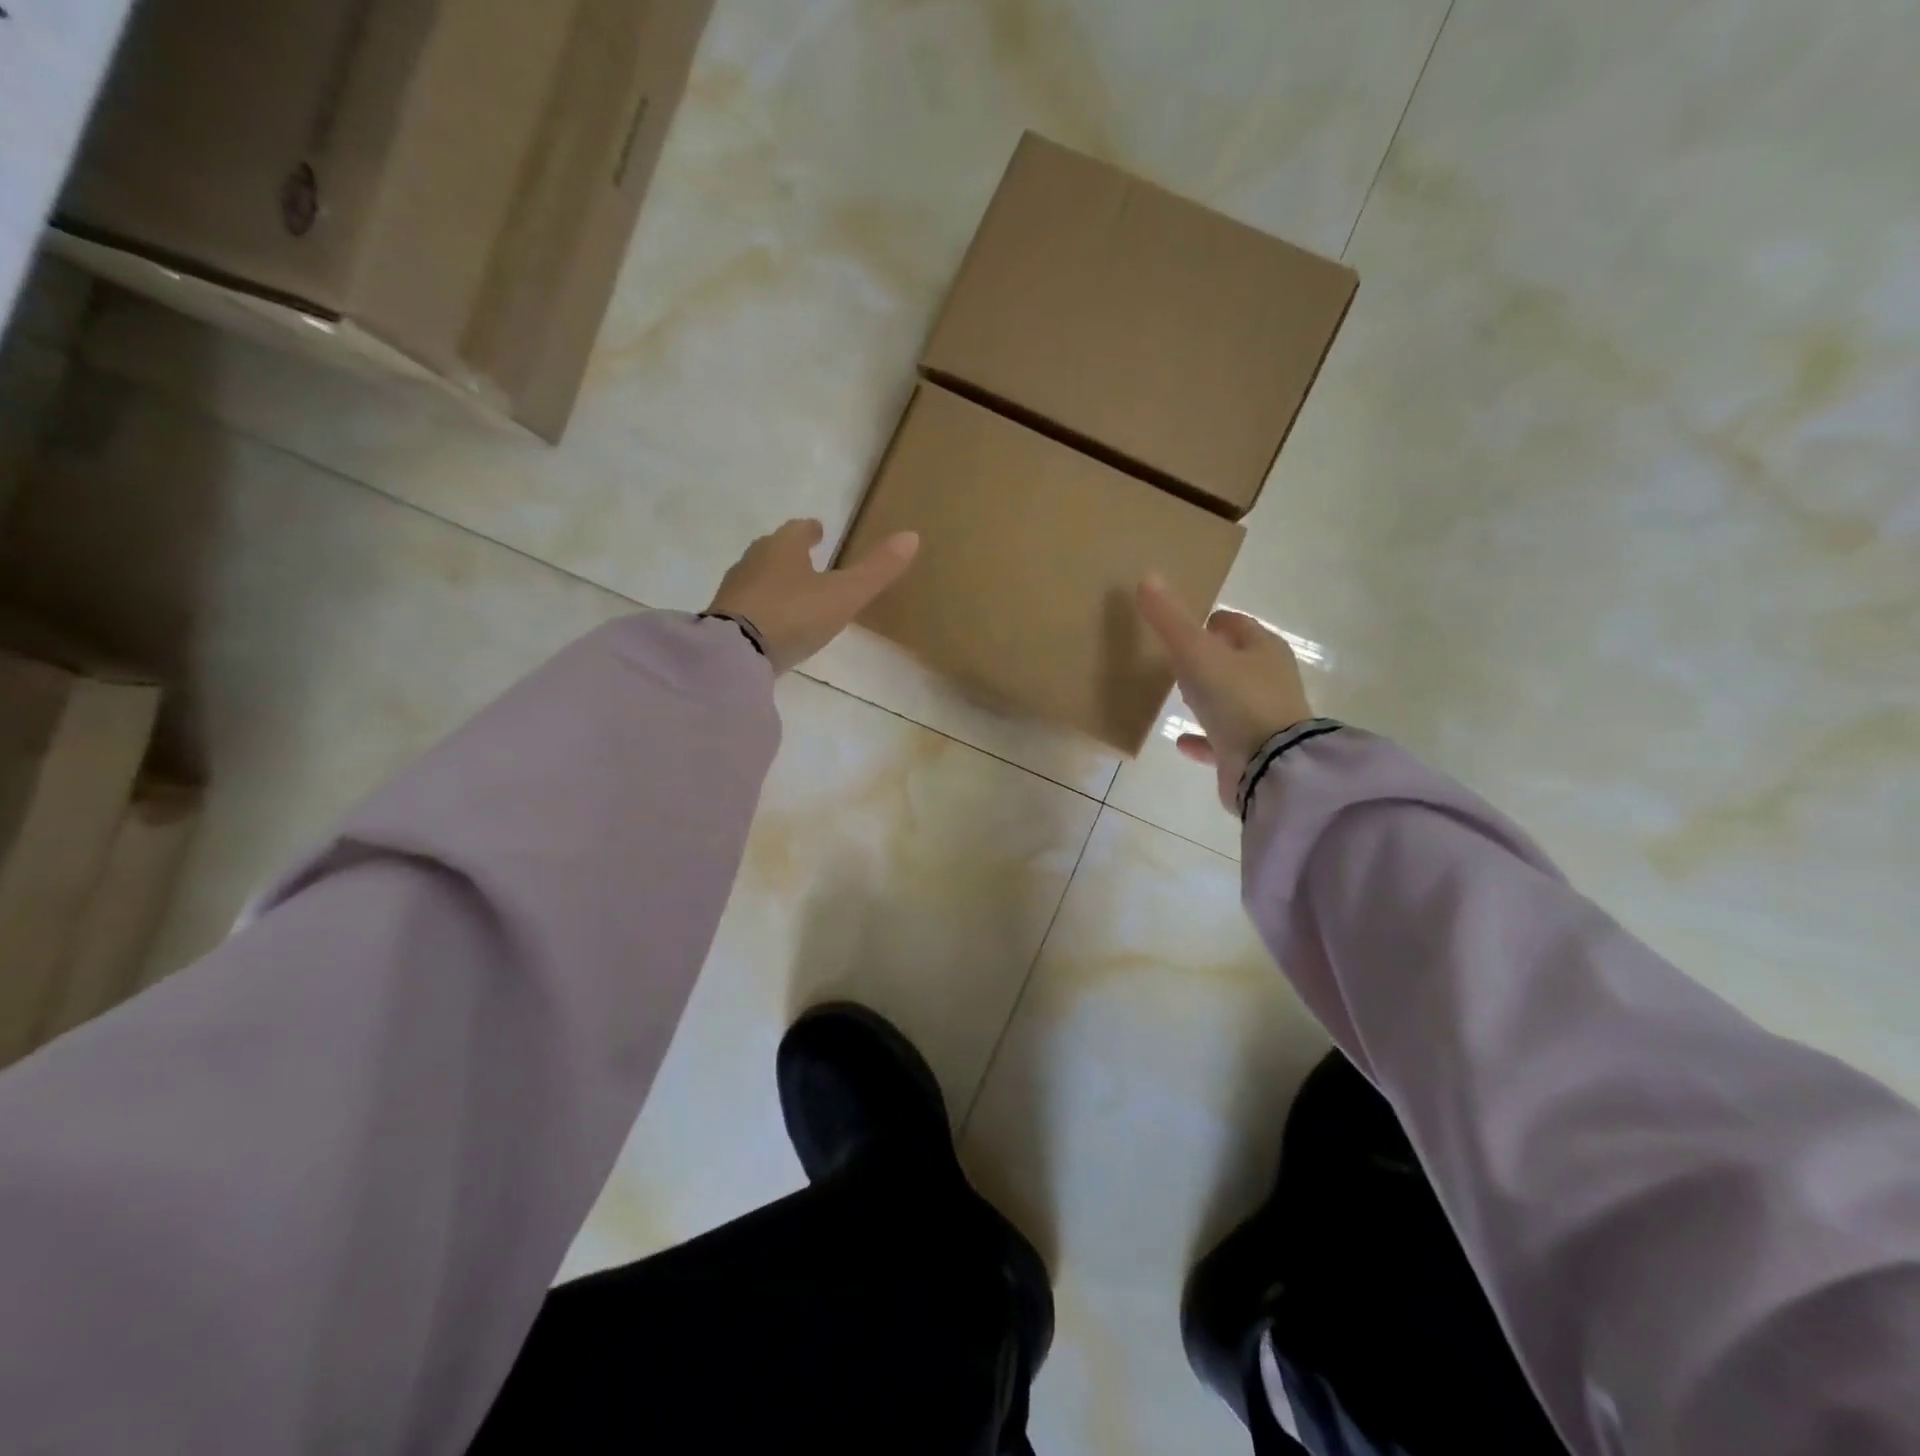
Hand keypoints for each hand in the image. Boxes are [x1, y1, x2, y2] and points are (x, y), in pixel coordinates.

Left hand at [708, 518, 919, 672]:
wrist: (735, 652)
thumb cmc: (794, 614)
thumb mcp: (844, 595)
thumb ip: (876, 569)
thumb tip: (912, 535)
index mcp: (783, 547)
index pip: (798, 529)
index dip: (810, 531)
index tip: (819, 531)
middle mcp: (753, 560)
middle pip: (773, 549)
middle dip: (789, 553)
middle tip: (805, 561)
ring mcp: (734, 590)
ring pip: (756, 576)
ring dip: (772, 581)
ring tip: (790, 594)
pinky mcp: (721, 620)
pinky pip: (745, 606)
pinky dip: (759, 608)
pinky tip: (768, 624)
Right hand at [1137, 575, 1312, 811]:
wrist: (1269, 766)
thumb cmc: (1238, 699)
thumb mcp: (1197, 653)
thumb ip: (1170, 620)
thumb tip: (1147, 578)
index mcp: (1263, 649)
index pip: (1236, 625)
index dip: (1210, 623)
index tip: (1183, 627)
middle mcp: (1268, 680)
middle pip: (1234, 661)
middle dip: (1208, 658)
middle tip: (1175, 660)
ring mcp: (1262, 718)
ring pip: (1230, 700)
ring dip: (1207, 697)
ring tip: (1178, 695)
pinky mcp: (1250, 752)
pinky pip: (1220, 740)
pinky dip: (1202, 738)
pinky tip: (1180, 740)